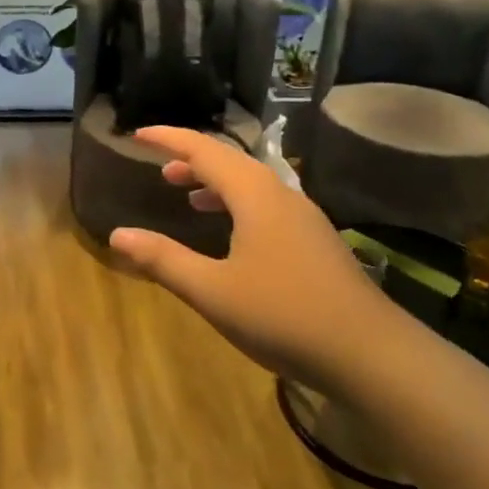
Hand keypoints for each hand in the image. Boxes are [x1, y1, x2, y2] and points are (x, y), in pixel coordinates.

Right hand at [108, 127, 396, 389]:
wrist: (371, 354)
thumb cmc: (283, 315)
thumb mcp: (212, 290)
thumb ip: (163, 259)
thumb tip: (118, 234)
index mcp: (255, 195)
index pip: (204, 150)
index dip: (169, 139)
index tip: (138, 135)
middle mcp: (281, 195)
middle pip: (231, 161)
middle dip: (192, 160)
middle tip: (160, 169)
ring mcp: (304, 218)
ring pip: (252, 184)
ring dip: (216, 183)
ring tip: (187, 194)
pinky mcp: (316, 242)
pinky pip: (267, 205)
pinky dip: (237, 204)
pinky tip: (231, 234)